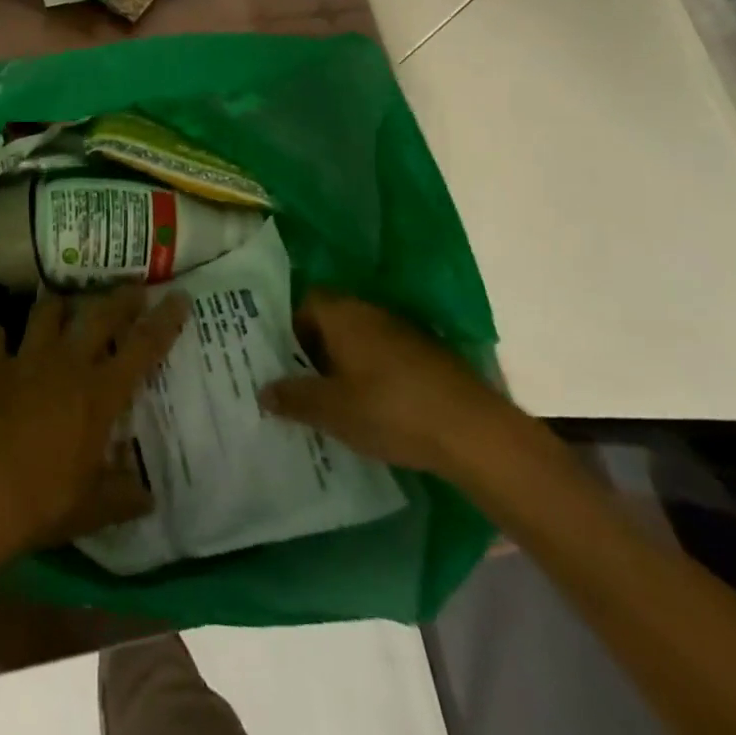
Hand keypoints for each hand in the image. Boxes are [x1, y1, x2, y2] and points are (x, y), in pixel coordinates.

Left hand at [0, 287, 189, 566]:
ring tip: (63, 302)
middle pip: (99, 315)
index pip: (143, 347)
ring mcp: (26, 360)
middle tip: (133, 288)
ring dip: (57, 304)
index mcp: (100, 393)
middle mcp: (67, 364)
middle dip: (120, 298)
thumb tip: (147, 495)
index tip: (179, 297)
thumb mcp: (94, 508)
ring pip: (46, 312)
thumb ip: (123, 495)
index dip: (164, 321)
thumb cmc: (44, 502)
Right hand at [259, 291, 513, 476]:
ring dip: (344, 364)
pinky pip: (384, 357)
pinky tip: (373, 409)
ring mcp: (402, 331)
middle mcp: (369, 311)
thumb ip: (294, 398)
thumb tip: (263, 390)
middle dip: (314, 351)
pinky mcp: (427, 355)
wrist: (472, 430)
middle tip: (300, 385)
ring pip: (359, 340)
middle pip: (331, 321)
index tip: (281, 363)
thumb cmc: (390, 410)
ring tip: (333, 402)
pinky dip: (372, 375)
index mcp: (342, 314)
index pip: (304, 304)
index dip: (289, 331)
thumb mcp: (332, 410)